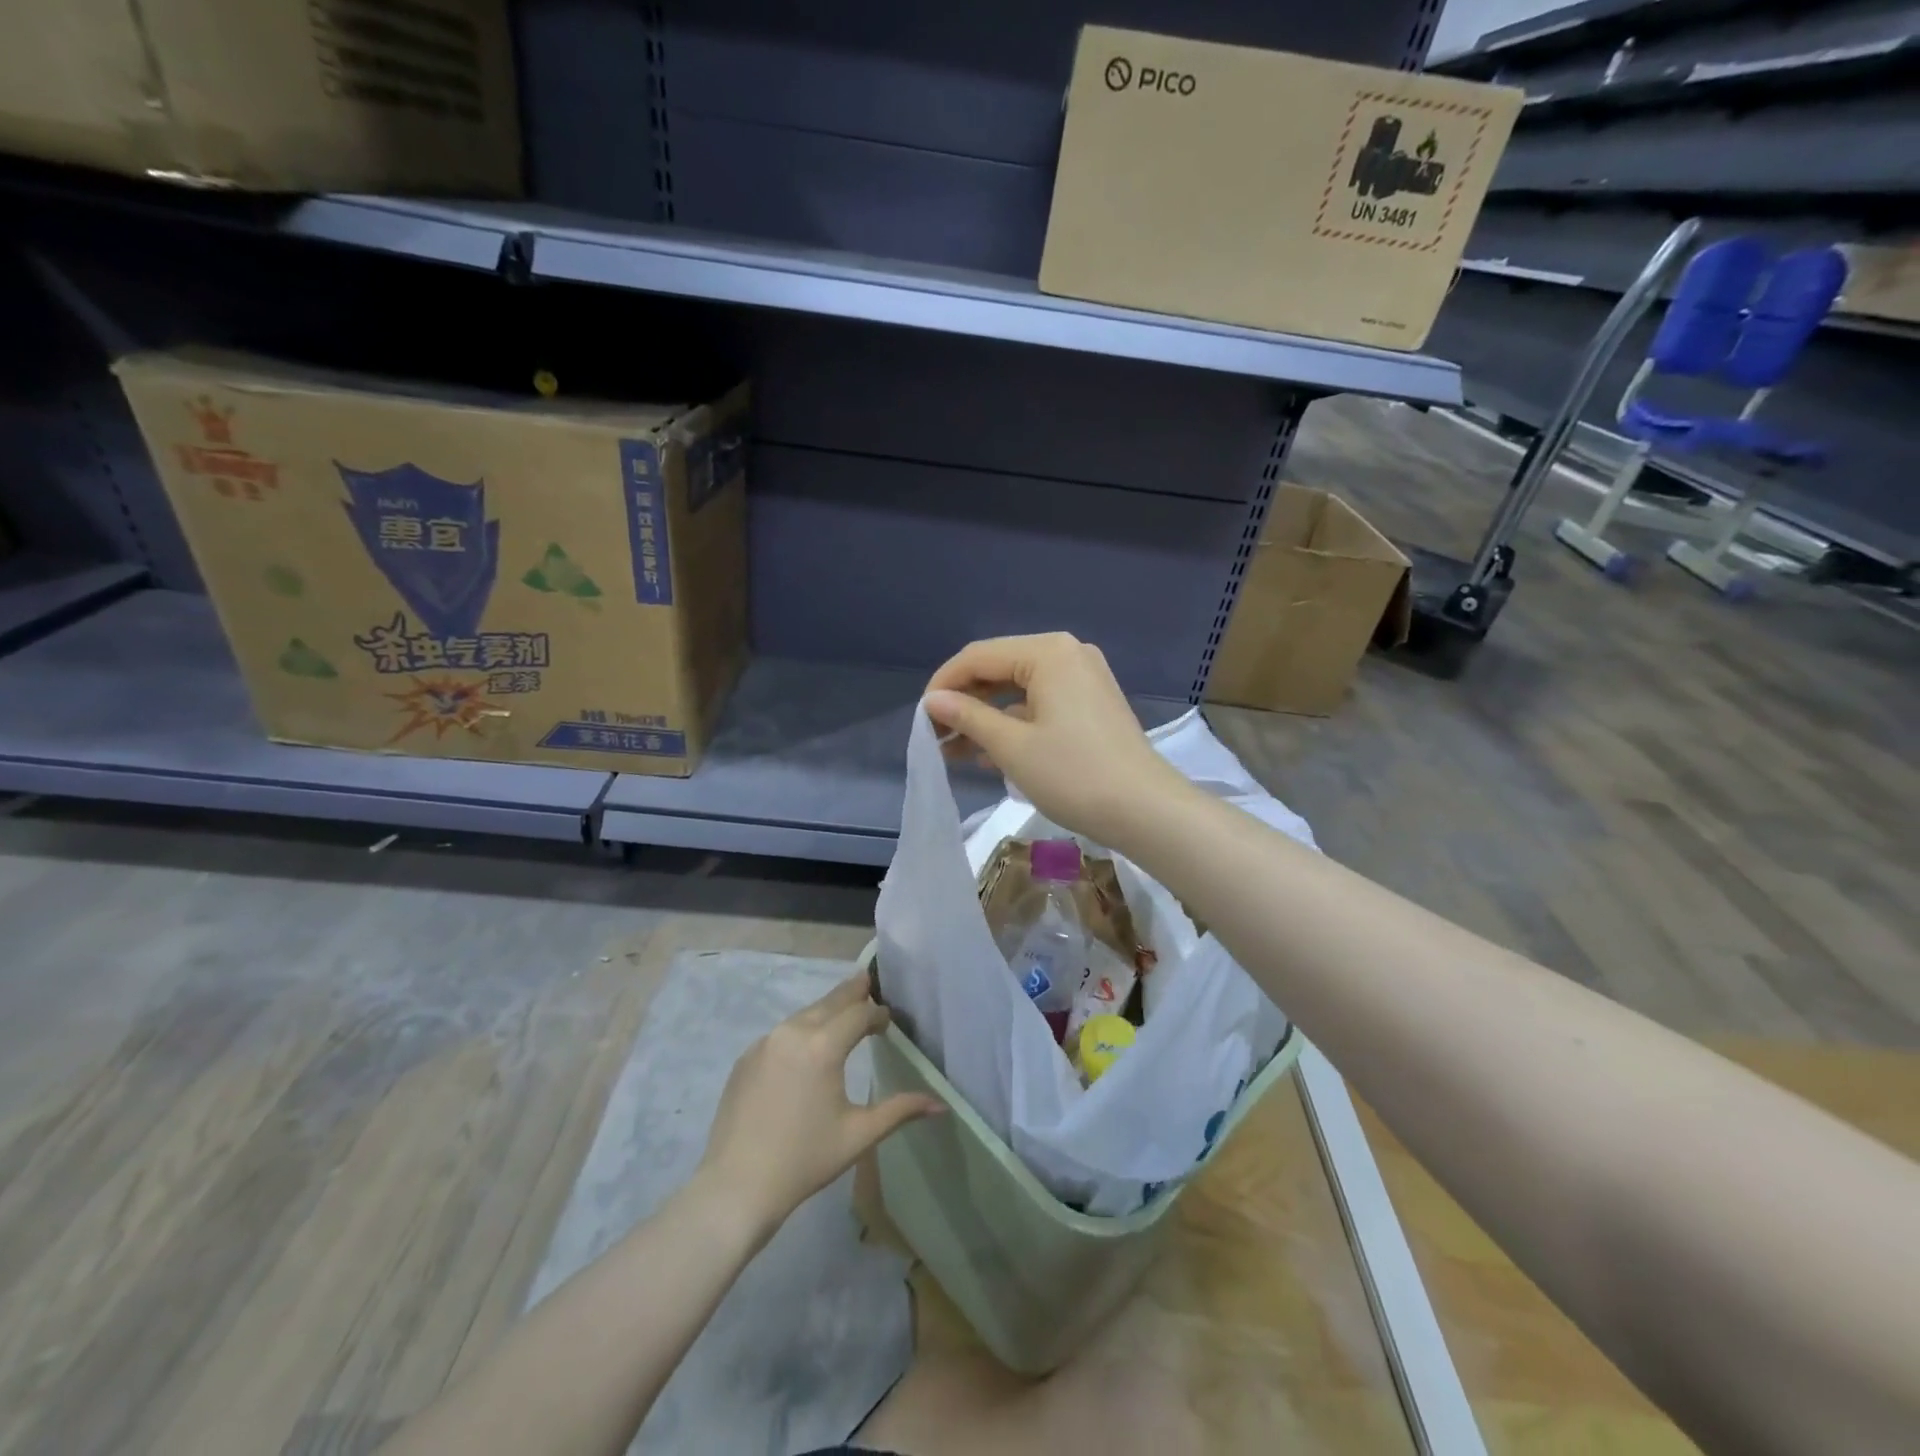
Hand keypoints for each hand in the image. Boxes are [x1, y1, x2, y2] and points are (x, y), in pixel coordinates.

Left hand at [697, 973, 941, 1235]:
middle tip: (869, 983)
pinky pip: (782, 1034)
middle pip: (830, 1001)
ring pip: (804, 1015)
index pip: (859, 1013)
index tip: (889, 1021)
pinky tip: (806, 1051)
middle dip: (852, 993)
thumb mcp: (859, 1134)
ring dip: (826, 1011)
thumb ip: (901, 1110)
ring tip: (842, 1016)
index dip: (877, 1014)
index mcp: (822, 1045)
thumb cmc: (805, 1160)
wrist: (736, 1188)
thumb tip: (941, 1105)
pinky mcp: (746, 1058)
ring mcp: (764, 1043)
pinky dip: (801, 1031)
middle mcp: (792, 1032)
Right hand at [923, 633, 1194, 849]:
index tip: (921, 719)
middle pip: (1000, 669)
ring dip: (987, 718)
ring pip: (1020, 690)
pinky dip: (1015, 724)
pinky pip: (1042, 704)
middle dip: (965, 703)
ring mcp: (1084, 679)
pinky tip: (991, 754)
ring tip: (955, 751)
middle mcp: (1068, 654)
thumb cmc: (1073, 774)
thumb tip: (933, 702)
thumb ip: (968, 717)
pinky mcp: (1093, 704)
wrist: (1146, 811)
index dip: (944, 685)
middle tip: (937, 737)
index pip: (978, 656)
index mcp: (1048, 652)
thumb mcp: (1012, 746)